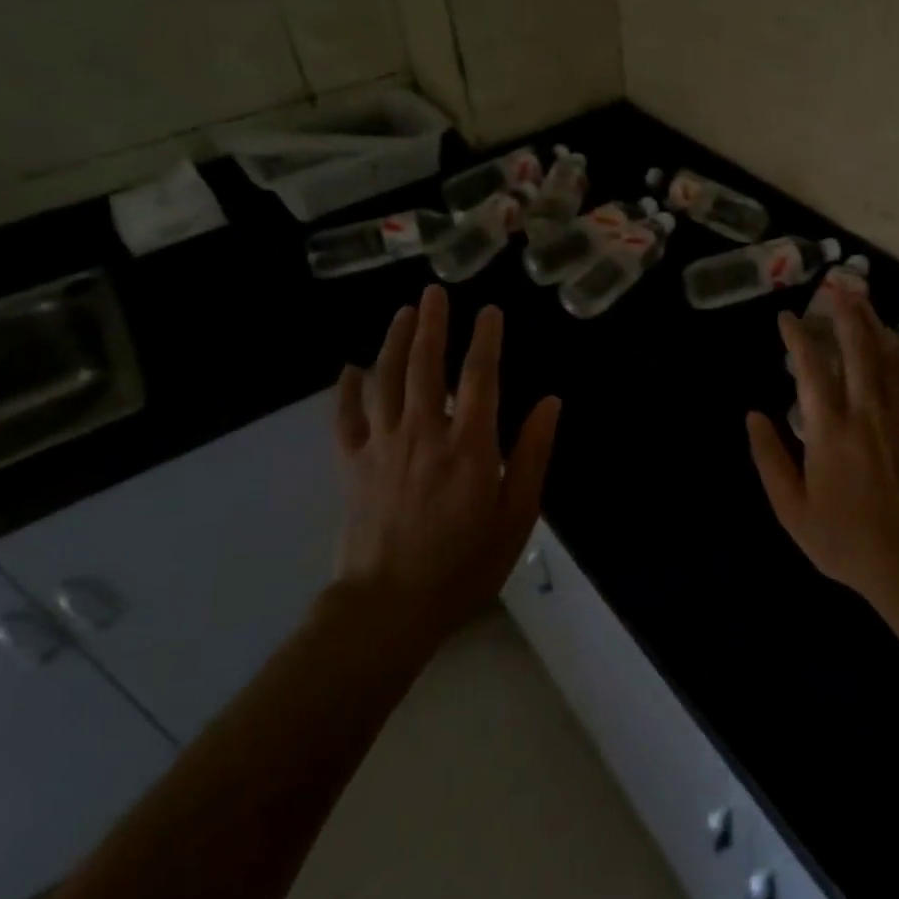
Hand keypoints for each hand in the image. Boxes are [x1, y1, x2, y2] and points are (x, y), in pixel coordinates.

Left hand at [333, 284, 561, 635]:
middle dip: (433, 324)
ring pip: (387, 379)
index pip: (480, 376)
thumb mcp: (518, 515)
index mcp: (470, 444)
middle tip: (435, 292)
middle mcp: (424, 432)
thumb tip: (551, 402)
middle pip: (426, 365)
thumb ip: (533, 454)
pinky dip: (348, 389)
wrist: (389, 607)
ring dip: (395, 341)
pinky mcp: (353, 464)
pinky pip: (346, 417)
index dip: (486, 339)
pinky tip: (351, 368)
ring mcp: (383, 445)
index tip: (489, 310)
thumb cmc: (464, 564)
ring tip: (403, 312)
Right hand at [747, 286, 898, 608]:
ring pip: (888, 358)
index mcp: (829, 431)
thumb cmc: (844, 541)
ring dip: (874, 325)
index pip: (811, 369)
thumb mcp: (791, 510)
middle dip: (846, 313)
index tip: (787, 319)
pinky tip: (896, 344)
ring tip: (863, 300)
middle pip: (858, 349)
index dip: (798, 338)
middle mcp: (865, 414)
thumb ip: (769, 459)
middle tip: (836, 286)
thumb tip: (752, 416)